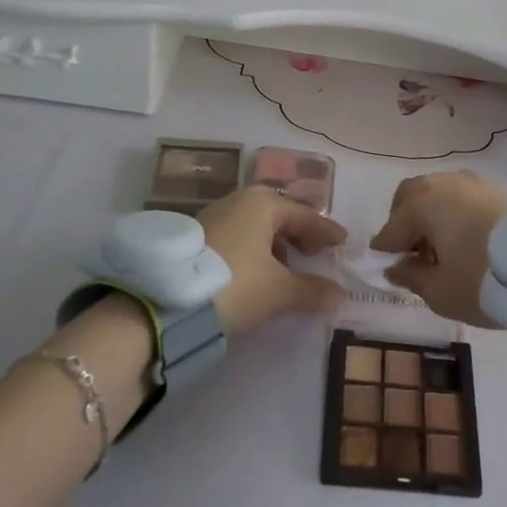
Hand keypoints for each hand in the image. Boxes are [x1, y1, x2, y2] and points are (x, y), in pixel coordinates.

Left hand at [200, 186, 346, 336]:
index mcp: (263, 203)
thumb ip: (312, 290)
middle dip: (300, 235)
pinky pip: (238, 237)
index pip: (305, 216)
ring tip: (287, 269)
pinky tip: (256, 273)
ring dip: (275, 246)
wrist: (163, 306)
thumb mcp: (278, 292)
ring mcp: (214, 216)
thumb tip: (339, 294)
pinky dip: (254, 251)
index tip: (343, 242)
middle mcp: (239, 201)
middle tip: (317, 253)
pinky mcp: (196, 237)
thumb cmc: (234, 286)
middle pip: (280, 216)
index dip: (326, 231)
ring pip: (256, 227)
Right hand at [370, 170, 506, 327]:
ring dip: (430, 214)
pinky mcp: (495, 190)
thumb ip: (410, 276)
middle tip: (410, 252)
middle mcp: (444, 183)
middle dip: (404, 220)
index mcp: (423, 203)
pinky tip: (462, 238)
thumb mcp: (438, 291)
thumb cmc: (480, 280)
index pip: (392, 227)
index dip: (386, 248)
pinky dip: (453, 212)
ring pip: (438, 192)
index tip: (385, 266)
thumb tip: (395, 267)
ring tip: (439, 248)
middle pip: (411, 195)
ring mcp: (472, 182)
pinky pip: (461, 196)